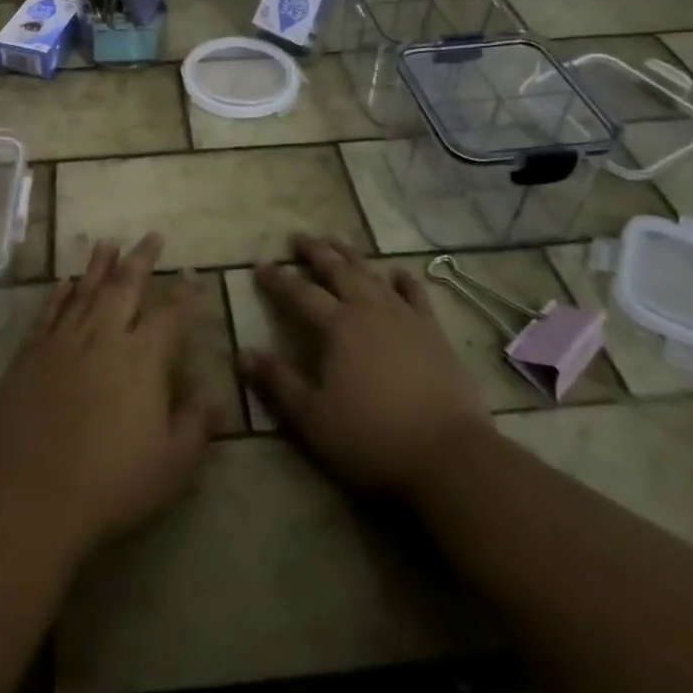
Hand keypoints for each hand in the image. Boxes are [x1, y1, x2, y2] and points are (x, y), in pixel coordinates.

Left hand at [0, 235, 215, 561]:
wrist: (29, 498)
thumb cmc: (110, 485)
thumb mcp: (172, 465)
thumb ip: (196, 425)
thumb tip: (214, 395)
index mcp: (142, 359)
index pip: (170, 315)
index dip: (184, 294)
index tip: (191, 274)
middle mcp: (103, 337)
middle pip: (125, 286)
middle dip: (141, 259)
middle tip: (151, 236)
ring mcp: (62, 342)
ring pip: (85, 291)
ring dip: (99, 265)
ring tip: (109, 242)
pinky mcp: (29, 355)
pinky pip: (48, 313)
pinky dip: (58, 294)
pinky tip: (65, 281)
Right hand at [238, 236, 488, 500]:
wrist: (450, 455)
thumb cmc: (372, 438)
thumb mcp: (313, 418)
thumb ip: (278, 382)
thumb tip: (242, 353)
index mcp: (337, 326)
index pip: (300, 293)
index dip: (278, 280)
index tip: (261, 266)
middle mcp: (369, 310)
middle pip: (338, 271)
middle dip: (316, 252)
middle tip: (299, 237)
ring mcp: (405, 317)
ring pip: (372, 274)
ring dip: (352, 255)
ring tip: (337, 240)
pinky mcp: (433, 332)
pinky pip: (415, 294)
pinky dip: (403, 280)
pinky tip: (397, 273)